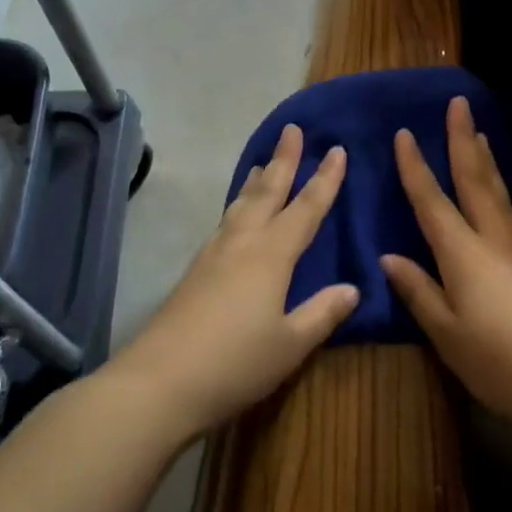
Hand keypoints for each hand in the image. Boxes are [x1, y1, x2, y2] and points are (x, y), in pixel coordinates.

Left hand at [114, 125, 357, 439]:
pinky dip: (237, 205)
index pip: (306, 209)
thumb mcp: (290, 344)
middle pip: (267, 192)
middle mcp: (242, 243)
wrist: (158, 382)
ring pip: (241, 204)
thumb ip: (323, 313)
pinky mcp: (195, 271)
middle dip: (284, 160)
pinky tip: (236, 215)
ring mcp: (213, 254)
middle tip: (293, 129)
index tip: (337, 150)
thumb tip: (353, 288)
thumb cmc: (235, 363)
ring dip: (257, 180)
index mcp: (272, 255)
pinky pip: (225, 222)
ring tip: (264, 162)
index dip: (325, 180)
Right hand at [382, 97, 511, 443]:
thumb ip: (419, 292)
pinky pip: (510, 211)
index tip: (404, 133)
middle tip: (459, 103)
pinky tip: (498, 194)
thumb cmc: (502, 361)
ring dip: (485, 159)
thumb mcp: (448, 334)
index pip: (432, 201)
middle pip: (475, 179)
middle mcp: (493, 239)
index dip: (415, 167)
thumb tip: (390, 257)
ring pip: (498, 192)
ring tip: (479, 134)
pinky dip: (498, 188)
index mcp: (464, 253)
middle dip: (462, 140)